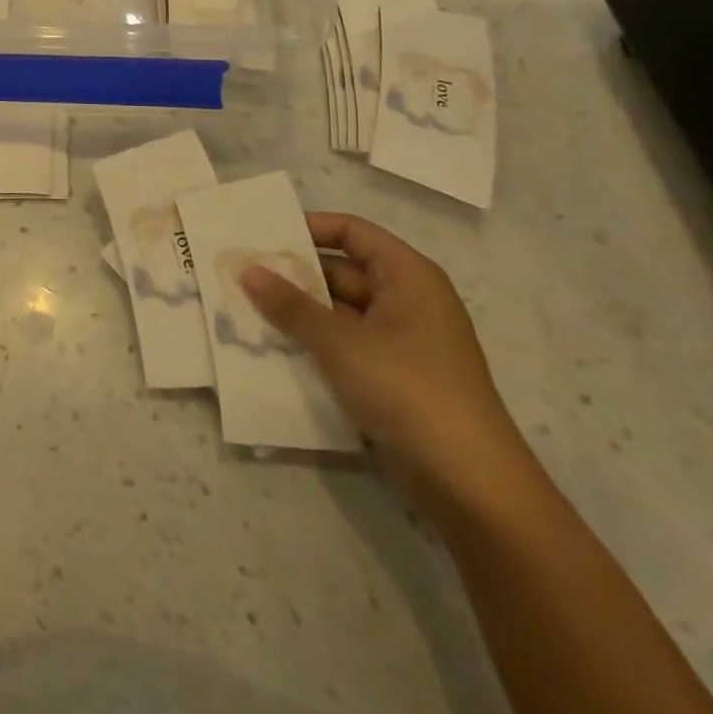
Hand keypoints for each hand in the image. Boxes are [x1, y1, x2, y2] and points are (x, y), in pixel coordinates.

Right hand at [241, 213, 534, 516]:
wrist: (471, 486)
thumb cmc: (409, 392)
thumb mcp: (340, 343)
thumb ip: (290, 305)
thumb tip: (246, 269)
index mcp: (408, 277)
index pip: (352, 231)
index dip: (309, 227)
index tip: (262, 235)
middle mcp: (407, 300)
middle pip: (342, 270)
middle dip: (293, 274)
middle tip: (241, 274)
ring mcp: (402, 341)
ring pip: (339, 310)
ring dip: (298, 310)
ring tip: (245, 308)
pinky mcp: (393, 376)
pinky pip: (345, 342)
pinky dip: (313, 340)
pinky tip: (273, 346)